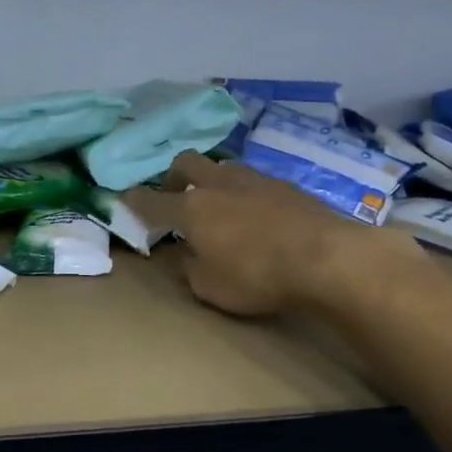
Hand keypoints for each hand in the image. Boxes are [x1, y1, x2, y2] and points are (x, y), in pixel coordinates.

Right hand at [124, 152, 426, 316]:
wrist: (327, 257)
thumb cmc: (258, 276)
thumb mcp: (210, 288)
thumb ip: (191, 269)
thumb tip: (188, 255)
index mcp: (192, 209)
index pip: (152, 201)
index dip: (134, 201)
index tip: (124, 200)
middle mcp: (219, 184)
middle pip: (186, 163)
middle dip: (173, 176)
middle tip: (174, 195)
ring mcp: (255, 179)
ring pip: (223, 167)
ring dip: (213, 181)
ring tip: (219, 205)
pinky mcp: (287, 185)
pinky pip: (254, 181)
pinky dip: (245, 193)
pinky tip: (256, 214)